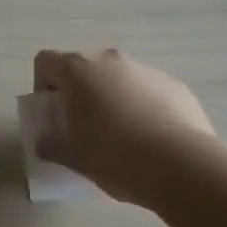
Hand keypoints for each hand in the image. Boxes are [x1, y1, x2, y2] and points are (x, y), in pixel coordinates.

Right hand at [32, 48, 215, 200]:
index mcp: (78, 71)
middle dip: (80, 92)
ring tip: (123, 137)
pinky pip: (148, 91)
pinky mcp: (175, 86)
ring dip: (113, 98)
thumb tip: (44, 143)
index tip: (52, 113)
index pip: (45, 61)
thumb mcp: (74, 158)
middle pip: (84, 68)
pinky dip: (143, 107)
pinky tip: (153, 140)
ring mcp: (145, 70)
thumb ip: (52, 145)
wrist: (184, 166)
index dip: (42, 84)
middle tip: (85, 126)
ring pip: (118, 78)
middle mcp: (110, 60)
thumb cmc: (116, 157)